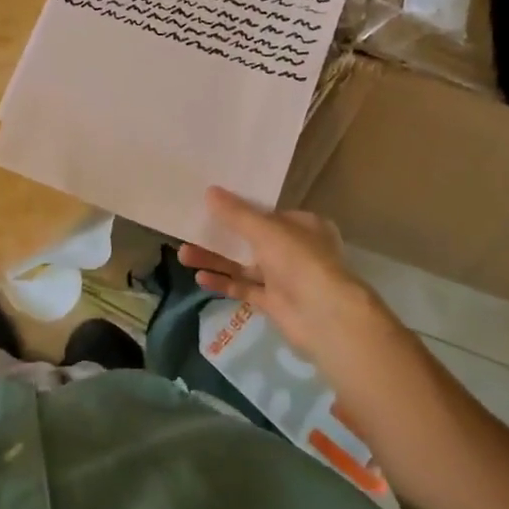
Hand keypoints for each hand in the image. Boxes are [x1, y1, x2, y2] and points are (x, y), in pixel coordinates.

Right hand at [177, 187, 399, 367]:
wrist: (325, 317)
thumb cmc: (300, 261)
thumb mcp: (265, 229)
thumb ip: (236, 214)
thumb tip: (209, 192)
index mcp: (303, 226)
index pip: (268, 212)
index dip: (240, 208)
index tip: (211, 205)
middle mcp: (295, 250)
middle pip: (251, 239)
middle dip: (221, 236)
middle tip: (190, 230)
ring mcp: (285, 278)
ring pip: (244, 265)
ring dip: (216, 259)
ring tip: (183, 254)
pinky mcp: (274, 303)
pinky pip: (244, 288)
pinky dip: (224, 283)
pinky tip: (200, 277)